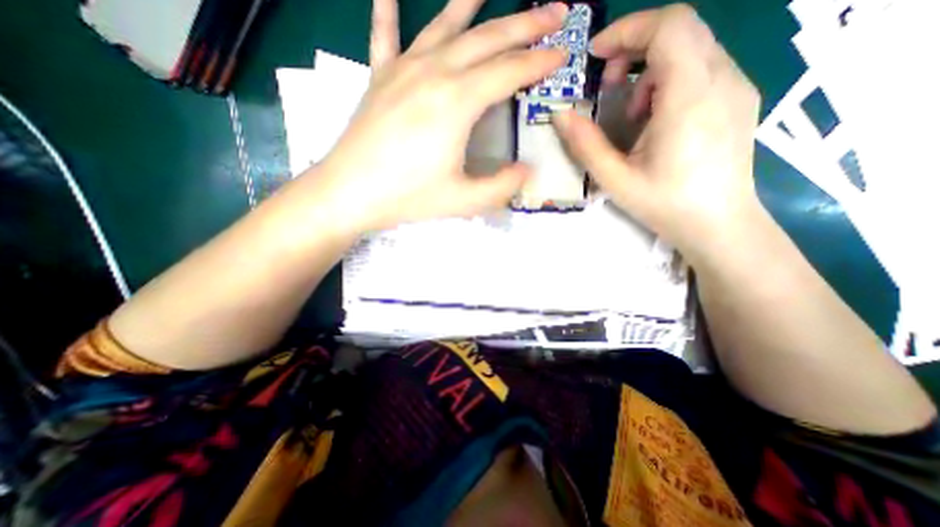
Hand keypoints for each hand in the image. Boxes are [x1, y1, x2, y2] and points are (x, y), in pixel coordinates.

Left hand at [312, 0, 567, 232]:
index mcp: (457, 102)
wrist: (350, 192)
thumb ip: (502, 186)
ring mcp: (402, 70)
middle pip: (487, 39)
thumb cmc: (408, 197)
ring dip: (472, 4)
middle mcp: (433, 73)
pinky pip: (385, 35)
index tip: (564, 52)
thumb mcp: (464, 200)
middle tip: (554, 10)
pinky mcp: (379, 78)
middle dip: (525, 24)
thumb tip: (528, 171)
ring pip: (445, 26)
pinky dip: (387, 9)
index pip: (510, 71)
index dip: (540, 62)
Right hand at [553, 5, 762, 262]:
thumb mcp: (615, 178)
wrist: (719, 224)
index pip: (668, 26)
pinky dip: (670, 79)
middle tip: (607, 85)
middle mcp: (722, 78)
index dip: (626, 30)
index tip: (595, 57)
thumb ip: (585, 144)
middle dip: (634, 47)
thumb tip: (560, 115)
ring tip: (632, 112)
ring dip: (650, 68)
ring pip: (692, 46)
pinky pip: (703, 66)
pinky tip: (656, 118)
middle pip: (681, 28)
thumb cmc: (665, 204)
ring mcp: (737, 86)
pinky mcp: (739, 98)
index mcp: (689, 97)